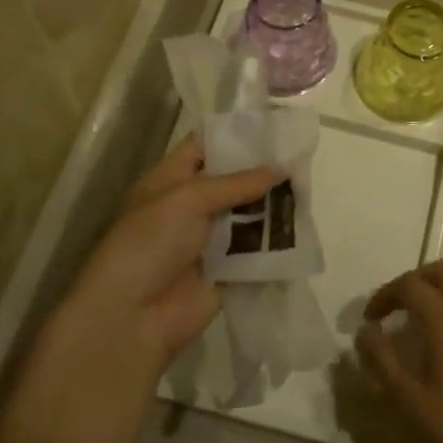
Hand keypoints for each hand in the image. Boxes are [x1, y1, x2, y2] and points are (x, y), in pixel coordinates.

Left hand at [58, 138, 282, 371]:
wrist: (132, 317)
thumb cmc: (150, 243)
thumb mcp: (188, 199)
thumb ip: (237, 183)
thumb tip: (281, 168)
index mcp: (171, 180)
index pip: (204, 147)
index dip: (235, 135)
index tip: (273, 126)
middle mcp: (191, 206)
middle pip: (233, 181)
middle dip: (263, 171)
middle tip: (301, 156)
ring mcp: (210, 240)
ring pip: (249, 214)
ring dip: (274, 205)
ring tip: (310, 187)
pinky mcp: (228, 271)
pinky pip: (257, 250)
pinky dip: (277, 241)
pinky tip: (305, 225)